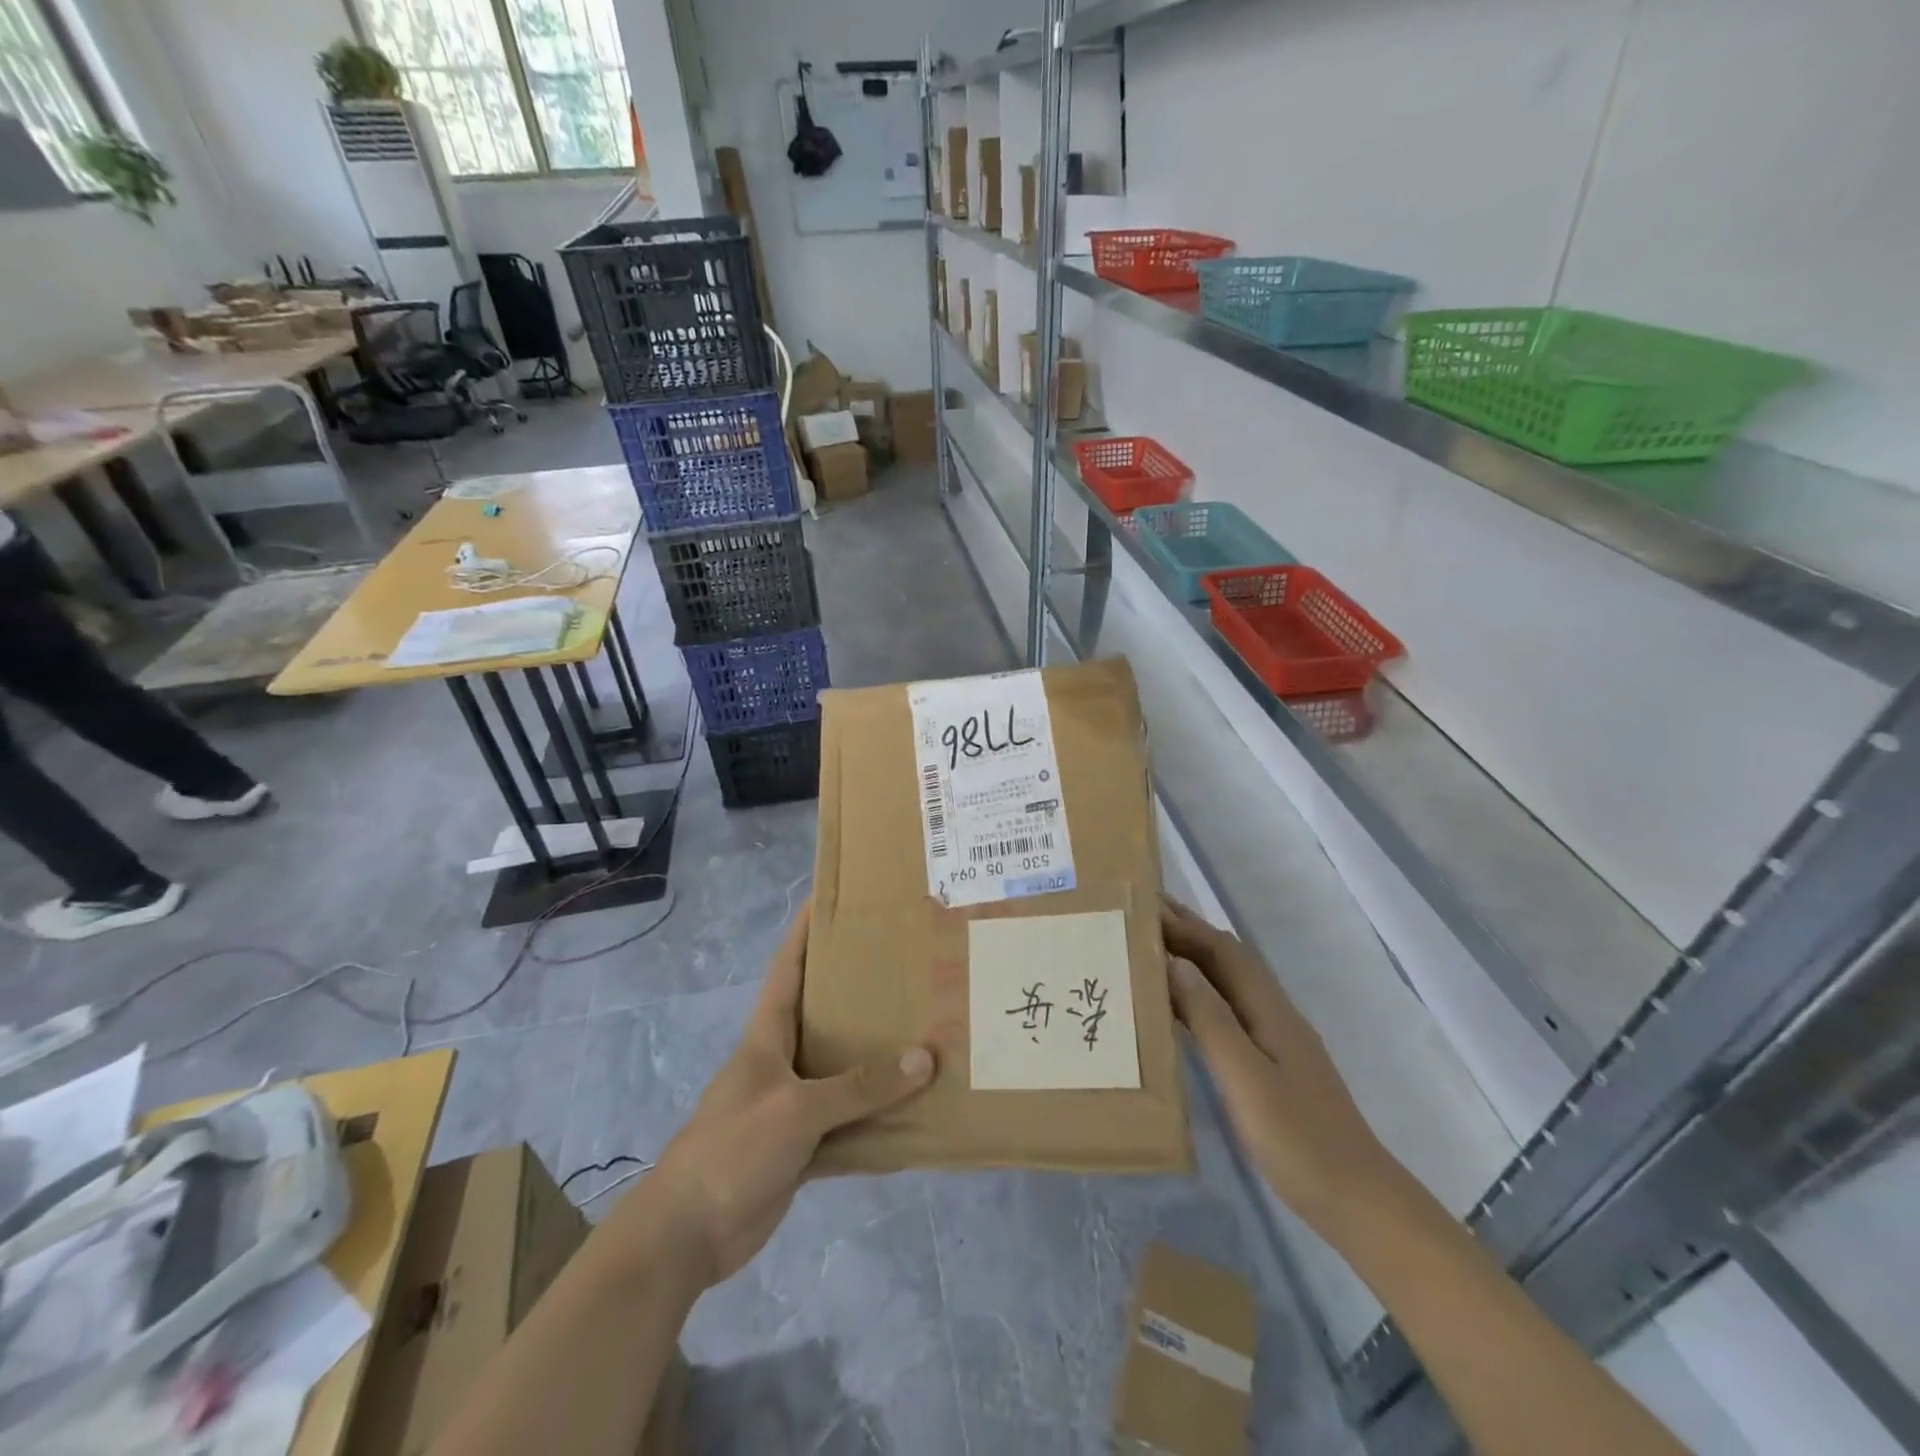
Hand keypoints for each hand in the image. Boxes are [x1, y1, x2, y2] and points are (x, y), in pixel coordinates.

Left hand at [611, 901, 934, 1289]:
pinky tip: (912, 1114)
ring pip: (841, 1070)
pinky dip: (875, 1120)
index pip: (788, 967)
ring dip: (875, 1058)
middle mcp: (781, 1059)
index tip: (834, 898)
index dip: (807, 931)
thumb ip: (860, 1086)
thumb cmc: (733, 1148)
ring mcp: (791, 1103)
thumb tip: (925, 1057)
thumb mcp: (797, 1109)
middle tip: (907, 965)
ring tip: (923, 1030)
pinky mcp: (801, 1144)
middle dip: (858, 990)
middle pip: (823, 1014)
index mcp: (767, 1034)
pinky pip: (847, 1123)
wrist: (688, 1233)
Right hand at [1162, 896, 1395, 1228]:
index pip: (1221, 950)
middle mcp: (1272, 1012)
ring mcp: (1275, 1038)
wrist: (1359, 1201)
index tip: (1143, 904)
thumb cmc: (1299, 1140)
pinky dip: (1197, 995)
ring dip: (1190, 960)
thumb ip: (1211, 1019)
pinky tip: (1177, 1007)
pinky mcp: (1270, 1062)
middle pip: (1225, 958)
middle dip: (1186, 932)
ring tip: (1148, 951)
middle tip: (1139, 915)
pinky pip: (1226, 1010)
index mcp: (1269, 1009)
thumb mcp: (1247, 1079)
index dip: (1183, 924)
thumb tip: (1174, 963)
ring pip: (1226, 983)